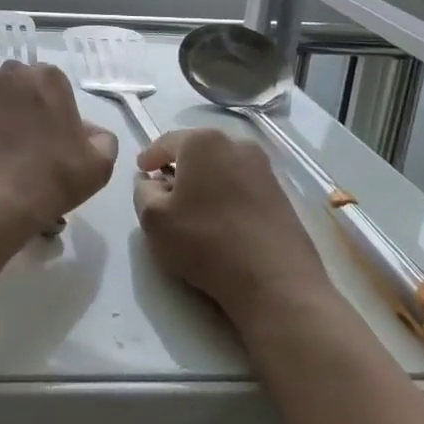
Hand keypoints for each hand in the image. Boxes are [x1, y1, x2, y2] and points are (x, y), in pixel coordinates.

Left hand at [0, 62, 117, 230]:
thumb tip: (91, 131)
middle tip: (13, 142)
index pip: (50, 87)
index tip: (44, 140)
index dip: (47, 113)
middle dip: (15, 107)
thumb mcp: (97, 165)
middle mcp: (10, 71)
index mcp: (48, 78)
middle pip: (14, 85)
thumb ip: (101, 140)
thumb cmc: (50, 178)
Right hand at [133, 128, 331, 322]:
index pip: (166, 142)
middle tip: (164, 190)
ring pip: (221, 168)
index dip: (150, 156)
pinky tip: (219, 220)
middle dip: (179, 167)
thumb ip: (142, 191)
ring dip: (204, 182)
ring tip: (192, 209)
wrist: (275, 281)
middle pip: (197, 151)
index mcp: (204, 142)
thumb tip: (151, 181)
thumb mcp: (153, 218)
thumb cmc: (205, 242)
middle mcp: (237, 145)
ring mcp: (264, 169)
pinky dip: (225, 195)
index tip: (141, 171)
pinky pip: (241, 185)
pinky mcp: (281, 194)